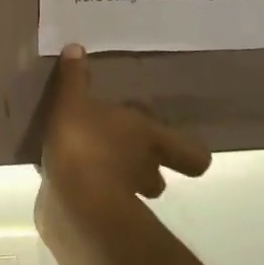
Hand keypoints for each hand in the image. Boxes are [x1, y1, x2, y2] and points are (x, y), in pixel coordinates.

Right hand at [39, 45, 210, 206]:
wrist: (73, 200)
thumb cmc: (83, 141)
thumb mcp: (72, 101)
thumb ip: (74, 78)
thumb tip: (77, 47)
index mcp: (149, 137)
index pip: (192, 154)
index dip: (190, 153)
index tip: (178, 147)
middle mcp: (146, 168)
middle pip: (159, 175)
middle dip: (148, 167)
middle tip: (126, 154)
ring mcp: (126, 199)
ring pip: (134, 191)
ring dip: (120, 181)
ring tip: (95, 167)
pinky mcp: (101, 217)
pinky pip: (102, 202)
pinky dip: (92, 195)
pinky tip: (70, 183)